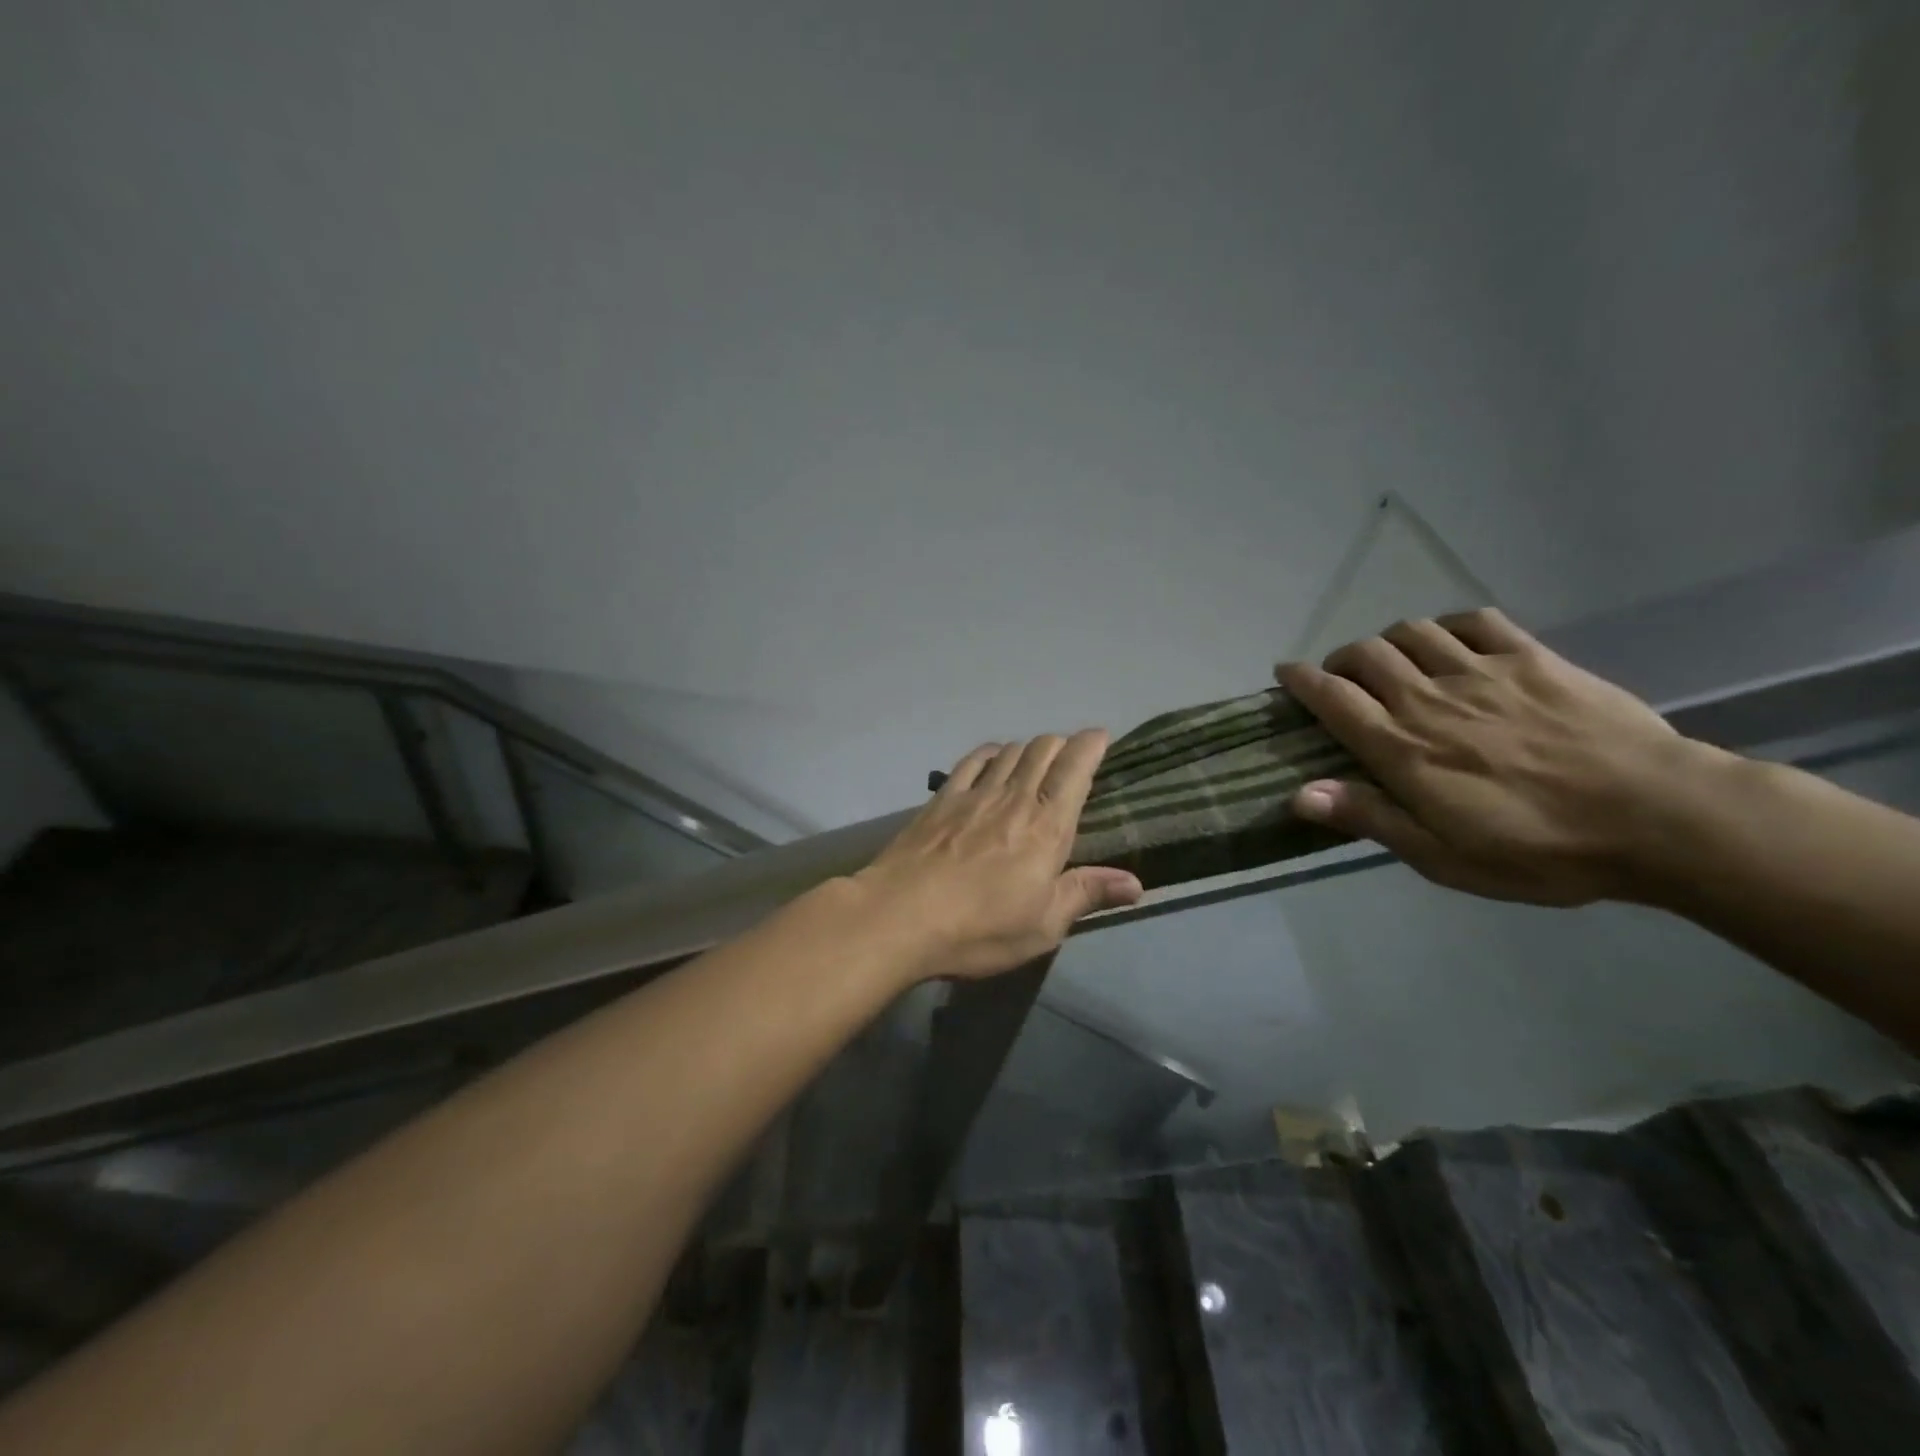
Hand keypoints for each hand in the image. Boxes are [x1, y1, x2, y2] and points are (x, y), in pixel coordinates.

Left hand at [852, 731, 1144, 980]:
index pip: (1076, 769)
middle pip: (1043, 750)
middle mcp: (1014, 798)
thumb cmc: (980, 927)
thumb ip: (1087, 895)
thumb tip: (1135, 884)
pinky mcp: (941, 800)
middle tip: (1070, 756)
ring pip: (1009, 751)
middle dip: (1062, 745)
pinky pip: (971, 762)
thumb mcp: (1043, 925)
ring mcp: (973, 794)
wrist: (900, 916)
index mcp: (1047, 826)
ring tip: (1035, 759)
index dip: (1091, 746)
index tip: (1100, 737)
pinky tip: (992, 758)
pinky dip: (989, 753)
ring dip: (1028, 748)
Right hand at [1275, 608, 1711, 905]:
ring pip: (1413, 631)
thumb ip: (1370, 818)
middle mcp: (1430, 698)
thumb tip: (1299, 794)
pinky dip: (1450, 625)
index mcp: (1402, 748)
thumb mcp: (1442, 856)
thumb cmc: (1540, 849)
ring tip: (1394, 662)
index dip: (1300, 680)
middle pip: (1365, 655)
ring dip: (1390, 641)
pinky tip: (1452, 643)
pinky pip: (1476, 621)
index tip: (1284, 674)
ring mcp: (1483, 671)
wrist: (1659, 817)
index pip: (1332, 697)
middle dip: (1341, 660)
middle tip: (1343, 680)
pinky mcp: (1533, 659)